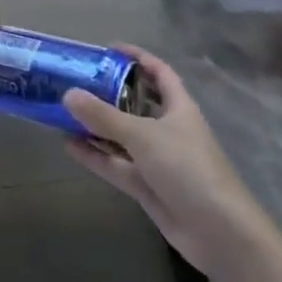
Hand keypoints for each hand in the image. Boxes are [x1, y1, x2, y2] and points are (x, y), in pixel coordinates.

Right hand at [63, 45, 263, 272]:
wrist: (218, 231)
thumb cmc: (187, 168)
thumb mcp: (143, 135)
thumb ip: (104, 116)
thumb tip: (68, 94)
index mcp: (179, 108)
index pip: (159, 72)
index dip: (137, 58)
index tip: (108, 49)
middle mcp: (168, 129)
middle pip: (136, 104)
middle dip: (108, 93)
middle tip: (76, 81)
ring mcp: (158, 160)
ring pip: (122, 136)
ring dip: (96, 126)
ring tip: (63, 112)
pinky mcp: (147, 186)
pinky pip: (116, 164)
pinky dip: (95, 155)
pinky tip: (69, 145)